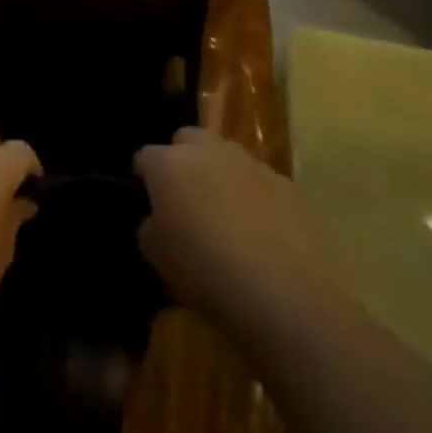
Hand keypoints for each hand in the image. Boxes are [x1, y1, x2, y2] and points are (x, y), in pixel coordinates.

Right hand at [135, 127, 322, 331]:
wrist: (287, 293)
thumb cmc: (207, 273)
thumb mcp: (158, 258)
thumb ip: (151, 228)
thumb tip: (159, 220)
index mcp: (168, 164)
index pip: (145, 157)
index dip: (144, 178)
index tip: (149, 202)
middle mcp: (207, 151)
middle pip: (187, 139)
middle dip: (182, 161)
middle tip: (186, 199)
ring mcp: (250, 163)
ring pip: (226, 157)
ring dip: (220, 176)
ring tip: (226, 218)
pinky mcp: (286, 184)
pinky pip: (260, 181)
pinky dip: (255, 197)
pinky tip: (262, 234)